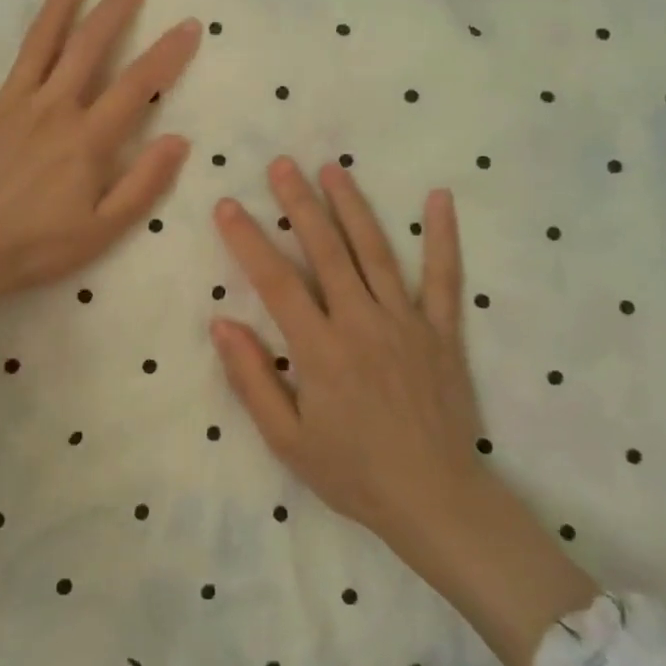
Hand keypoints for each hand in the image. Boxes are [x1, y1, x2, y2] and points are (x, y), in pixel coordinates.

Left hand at [0, 0, 200, 309]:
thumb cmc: (35, 247)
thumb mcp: (103, 229)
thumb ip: (142, 184)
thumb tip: (178, 140)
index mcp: (88, 137)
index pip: (138, 85)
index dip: (167, 53)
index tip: (189, 24)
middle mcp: (52, 107)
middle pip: (89, 47)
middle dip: (115, 9)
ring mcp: (8, 103)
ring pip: (38, 42)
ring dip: (60, 4)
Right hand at [211, 159, 598, 665]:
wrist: (435, 500)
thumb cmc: (352, 472)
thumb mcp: (287, 438)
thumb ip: (252, 378)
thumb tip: (221, 323)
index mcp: (319, 350)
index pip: (275, 281)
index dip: (248, 240)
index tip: (228, 206)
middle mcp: (362, 323)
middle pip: (326, 251)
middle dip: (300, 204)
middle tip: (281, 165)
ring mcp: (407, 323)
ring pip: (375, 252)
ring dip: (352, 207)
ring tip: (333, 168)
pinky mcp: (443, 333)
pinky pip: (444, 278)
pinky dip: (442, 237)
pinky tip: (438, 199)